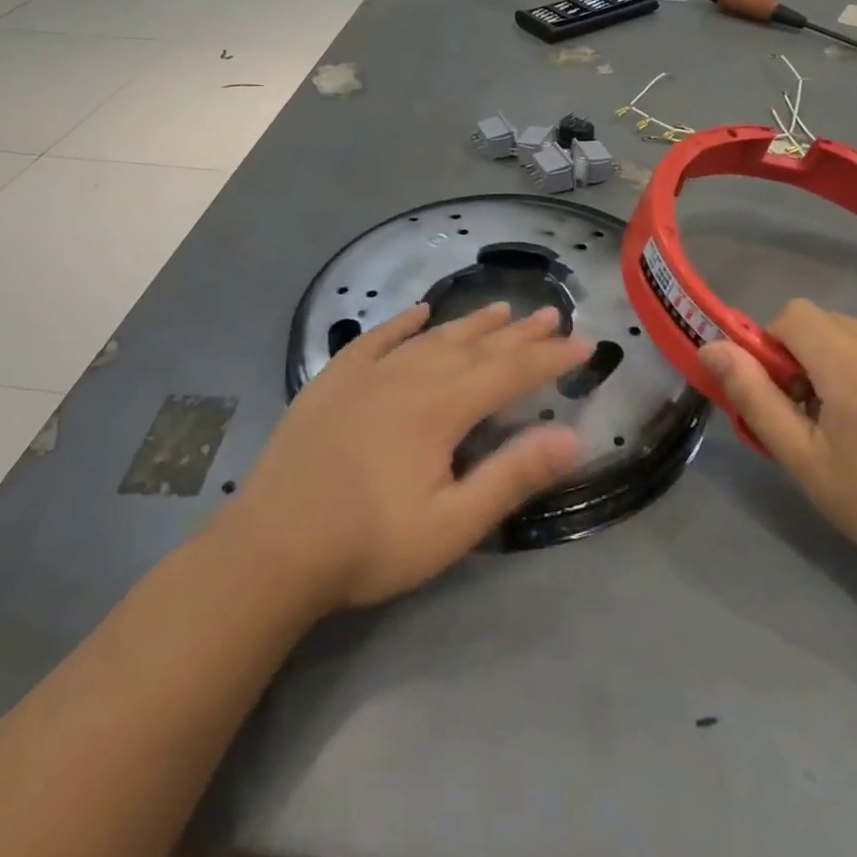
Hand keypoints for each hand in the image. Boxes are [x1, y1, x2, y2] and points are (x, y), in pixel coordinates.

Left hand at [224, 302, 587, 611]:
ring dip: (471, 323)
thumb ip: (512, 476)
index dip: (551, 357)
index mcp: (442, 407)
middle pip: (476, 347)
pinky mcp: (333, 381)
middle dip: (519, 333)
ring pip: (432, 337)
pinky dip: (402, 322)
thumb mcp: (452, 524)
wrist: (271, 548)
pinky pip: (376, 339)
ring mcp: (367, 374)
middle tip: (553, 315)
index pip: (510, 372)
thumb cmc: (368, 544)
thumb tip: (573, 436)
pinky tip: (418, 312)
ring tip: (501, 309)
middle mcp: (410, 376)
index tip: (584, 344)